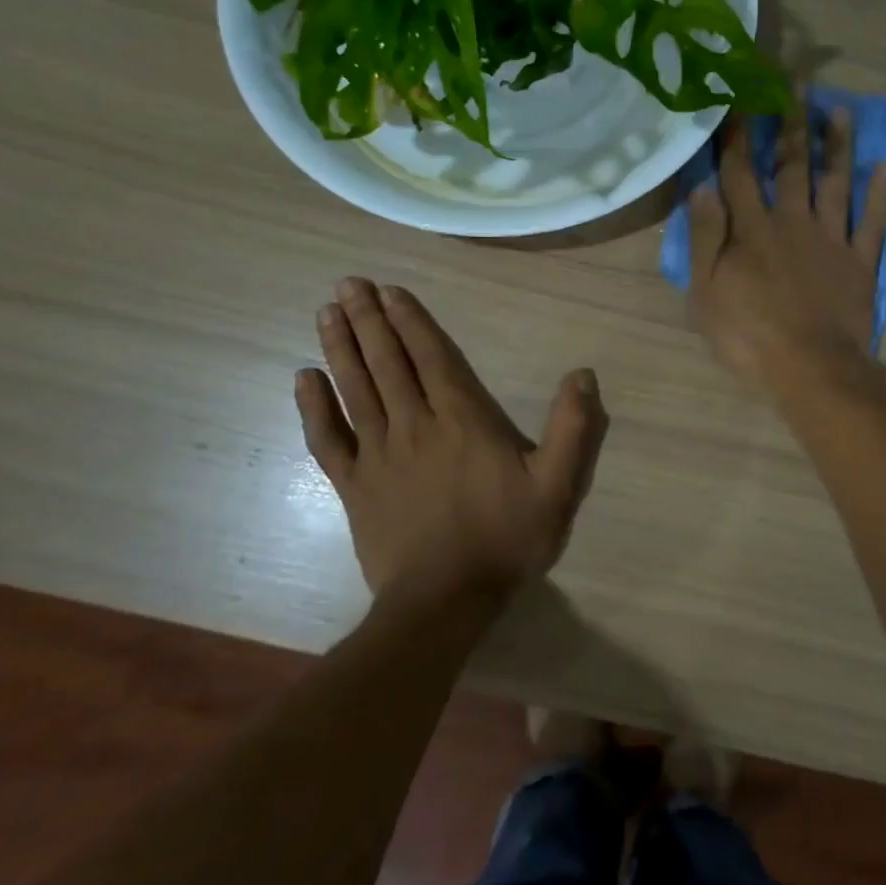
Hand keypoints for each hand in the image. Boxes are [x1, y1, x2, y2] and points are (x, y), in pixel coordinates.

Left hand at [295, 279, 608, 605]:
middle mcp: (415, 426)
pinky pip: (327, 440)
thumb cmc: (505, 538)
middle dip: (368, 321)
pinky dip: (313, 408)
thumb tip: (583, 374)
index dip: (410, 322)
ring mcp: (378, 455)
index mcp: (463, 421)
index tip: (388, 290)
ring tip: (327, 312)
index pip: (431, 358)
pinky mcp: (354, 486)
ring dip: (340, 349)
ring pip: (355, 390)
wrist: (445, 600)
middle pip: (387, 364)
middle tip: (348, 284)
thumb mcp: (557, 485)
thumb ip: (572, 428)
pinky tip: (302, 379)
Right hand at [687, 108, 885, 391]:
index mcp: (752, 230)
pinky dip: (881, 194)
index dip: (737, 136)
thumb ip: (705, 238)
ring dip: (836, 146)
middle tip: (795, 85)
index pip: (740, 173)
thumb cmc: (749, 336)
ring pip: (835, 183)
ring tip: (839, 111)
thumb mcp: (706, 292)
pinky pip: (874, 222)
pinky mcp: (860, 262)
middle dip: (790, 124)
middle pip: (791, 166)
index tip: (737, 99)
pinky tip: (884, 166)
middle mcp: (793, 222)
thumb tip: (702, 188)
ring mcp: (831, 240)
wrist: (811, 369)